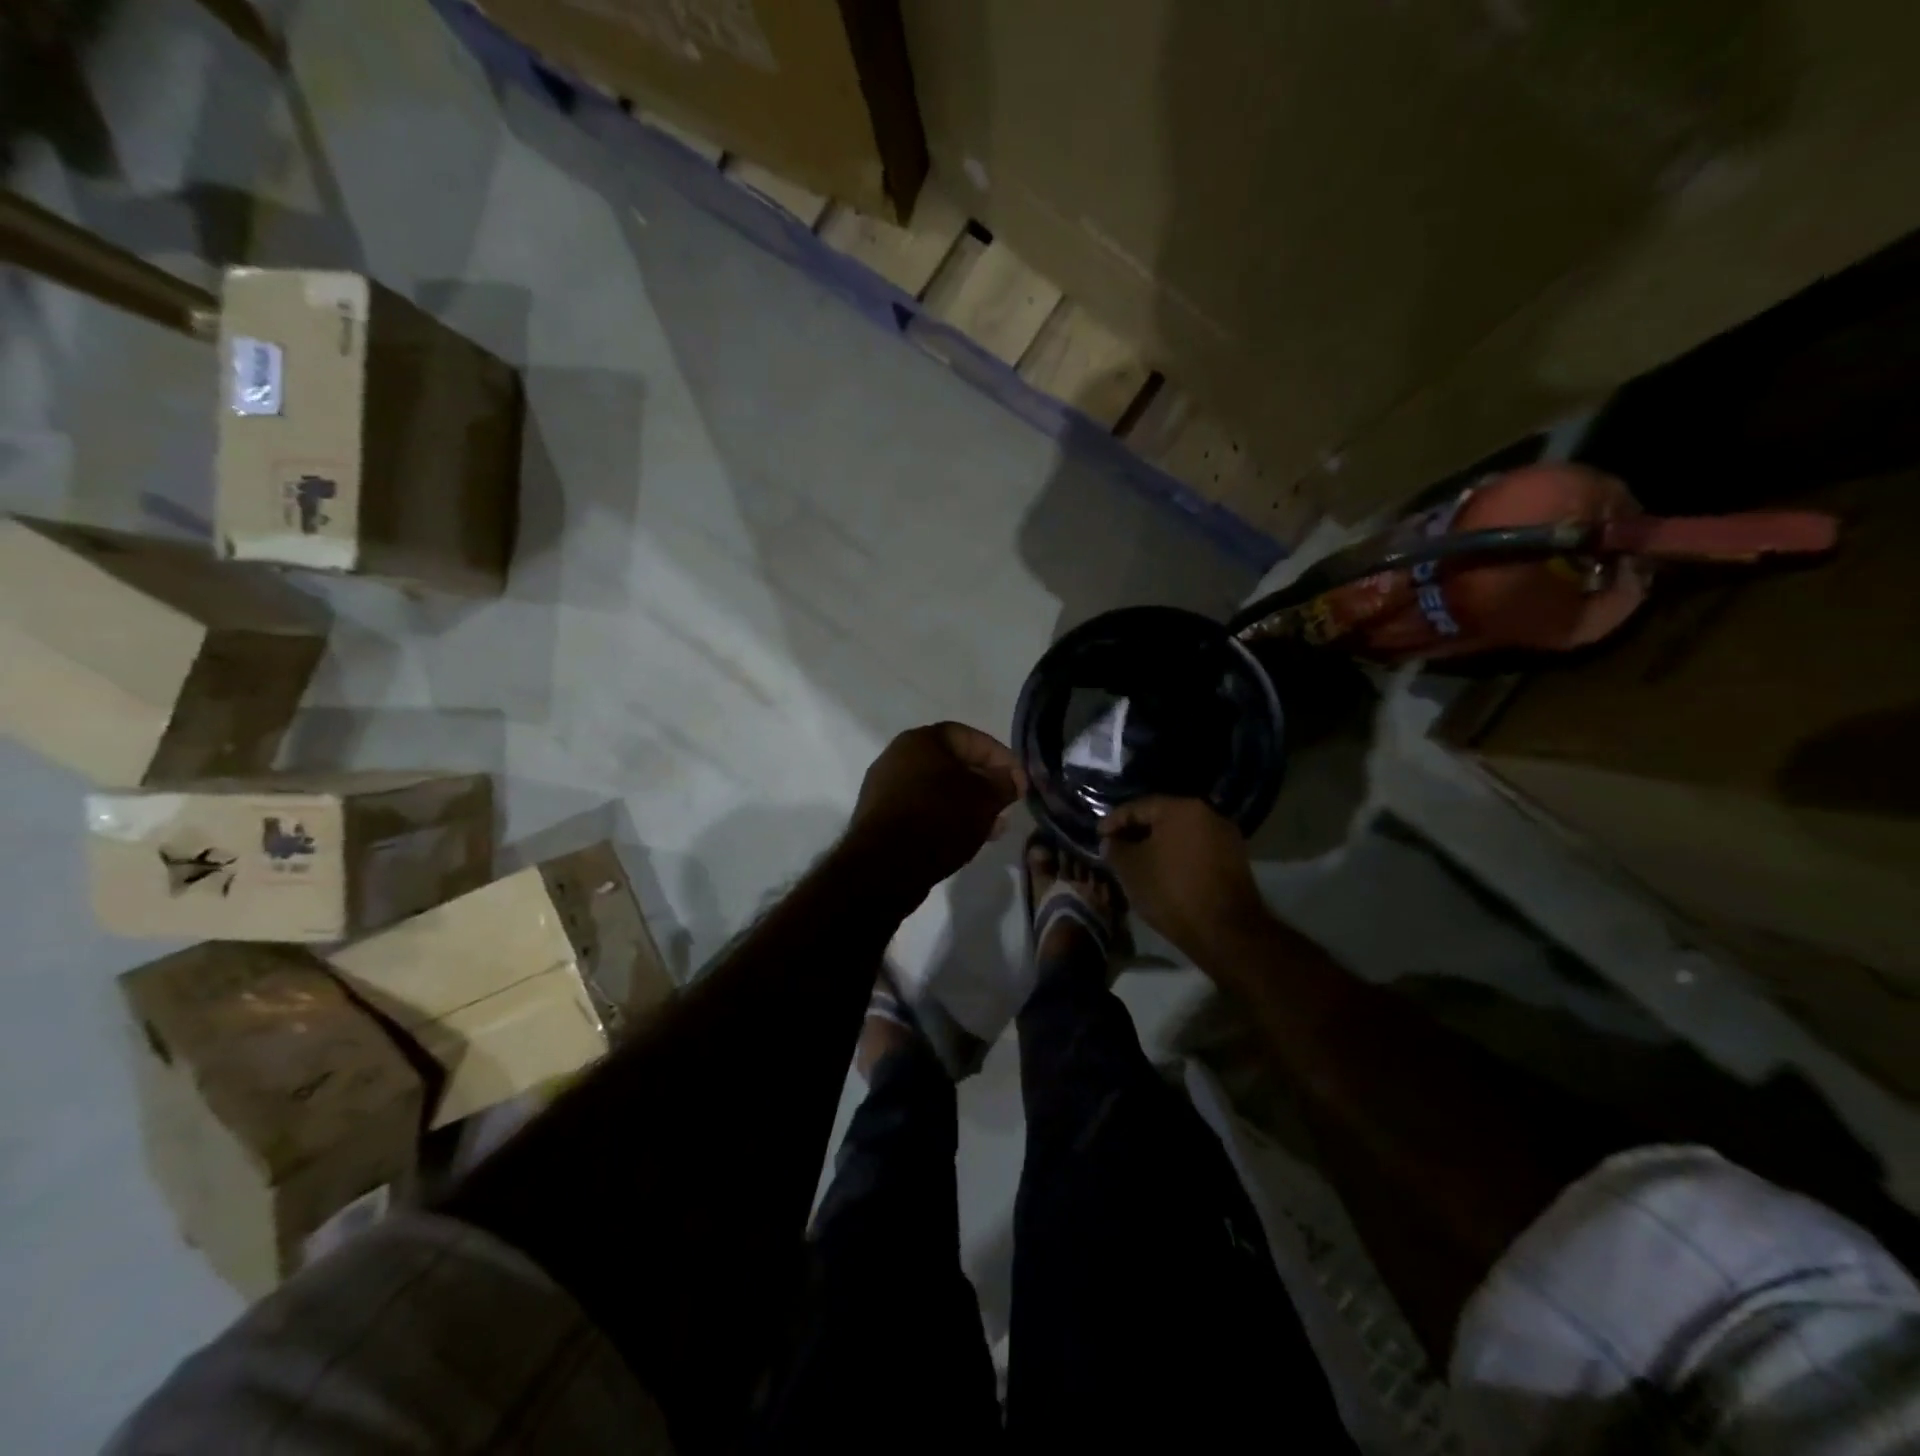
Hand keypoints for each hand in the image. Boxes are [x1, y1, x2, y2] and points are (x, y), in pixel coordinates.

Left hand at [846, 723, 1023, 899]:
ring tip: (991, 828)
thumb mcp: (985, 799)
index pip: (971, 737)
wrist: (885, 865)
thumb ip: (1004, 783)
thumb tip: (1011, 779)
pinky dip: (944, 818)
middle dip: (984, 784)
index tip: (1019, 782)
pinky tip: (962, 838)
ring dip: (967, 805)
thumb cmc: (939, 818)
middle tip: (1006, 806)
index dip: (1001, 757)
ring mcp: (885, 787)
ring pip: (938, 790)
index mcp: (921, 740)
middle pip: (953, 764)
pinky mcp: (880, 817)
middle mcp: (898, 756)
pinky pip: (921, 809)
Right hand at [1099, 797, 1268, 959]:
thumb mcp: (1131, 869)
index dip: (1114, 821)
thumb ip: (1115, 849)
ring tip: (1137, 862)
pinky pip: (1196, 849)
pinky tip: (1163, 872)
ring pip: (1181, 835)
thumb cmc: (1172, 892)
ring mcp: (1225, 837)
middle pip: (1162, 817)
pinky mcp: (1235, 859)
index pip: (1138, 807)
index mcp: (1181, 808)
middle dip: (1137, 832)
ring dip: (1158, 845)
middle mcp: (1207, 814)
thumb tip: (1111, 842)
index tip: (1098, 836)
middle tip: (1116, 847)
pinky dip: (1177, 856)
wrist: (1226, 932)